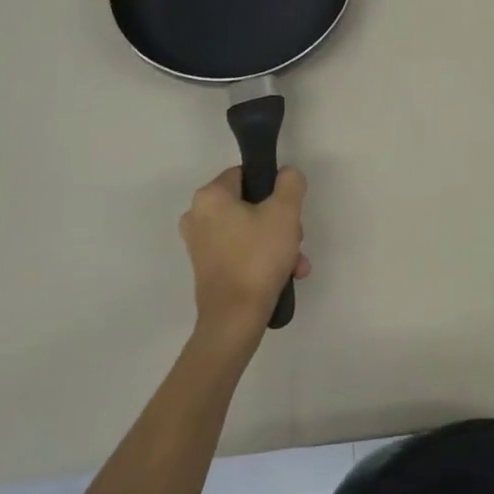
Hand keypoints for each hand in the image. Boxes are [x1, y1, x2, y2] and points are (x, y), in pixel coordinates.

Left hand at [179, 167, 310, 346]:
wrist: (235, 319)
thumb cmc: (258, 257)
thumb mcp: (285, 212)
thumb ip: (290, 182)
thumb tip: (286, 176)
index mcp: (209, 196)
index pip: (246, 174)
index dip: (273, 188)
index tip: (288, 209)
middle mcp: (197, 216)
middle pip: (250, 205)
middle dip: (280, 222)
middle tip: (295, 239)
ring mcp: (200, 245)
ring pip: (250, 230)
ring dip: (277, 243)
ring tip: (296, 263)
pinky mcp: (207, 269)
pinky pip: (241, 251)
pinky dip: (263, 258)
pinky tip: (286, 275)